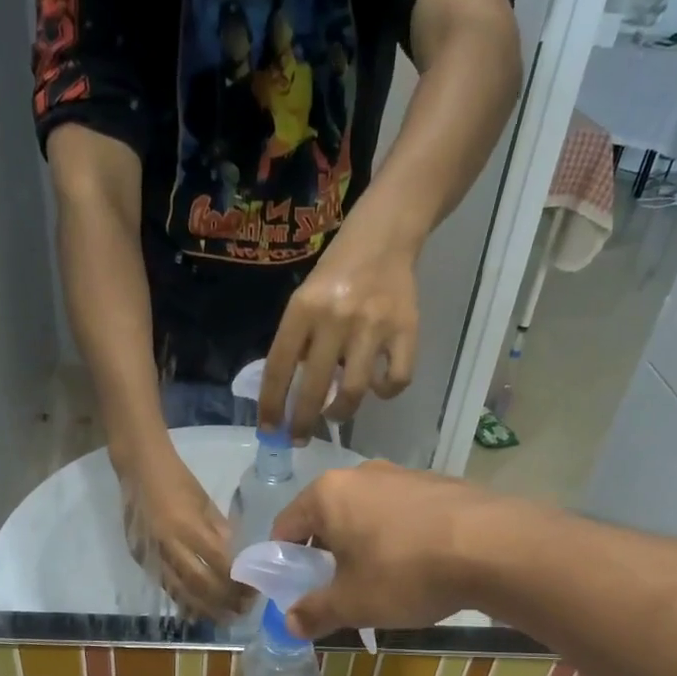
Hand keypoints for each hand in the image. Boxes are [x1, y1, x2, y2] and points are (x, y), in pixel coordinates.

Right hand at [121, 446, 242, 619]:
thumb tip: (234, 558)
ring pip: (179, 590)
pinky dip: (181, 600)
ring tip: (223, 618)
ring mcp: (151, 553)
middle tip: (242, 611)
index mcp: (187, 526)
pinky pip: (164, 585)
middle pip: (199, 583)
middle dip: (223, 600)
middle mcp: (168, 544)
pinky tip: (196, 611)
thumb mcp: (205, 502)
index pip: (218, 562)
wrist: (138, 468)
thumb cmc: (178, 480)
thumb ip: (219, 531)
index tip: (252, 591)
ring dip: (203, 608)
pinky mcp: (140, 558)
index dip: (236, 581)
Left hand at [260, 225, 418, 439]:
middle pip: (313, 388)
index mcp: (303, 309)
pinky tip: (377, 387)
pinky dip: (386, 392)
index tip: (269, 429)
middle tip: (299, 437)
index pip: (278, 367)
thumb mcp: (304, 298)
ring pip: (353, 391)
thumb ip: (298, 341)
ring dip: (341, 412)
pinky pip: (396, 379)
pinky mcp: (406, 330)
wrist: (384, 239)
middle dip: (302, 421)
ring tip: (336, 413)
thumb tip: (290, 393)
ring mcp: (373, 326)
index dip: (271, 404)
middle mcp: (336, 318)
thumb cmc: (336, 273)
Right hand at [271, 462, 507, 635]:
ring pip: (366, 514)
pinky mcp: (438, 484)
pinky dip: (397, 537)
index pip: (286, 526)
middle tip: (337, 591)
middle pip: (327, 517)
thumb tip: (289, 624)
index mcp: (328, 494)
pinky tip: (418, 565)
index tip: (293, 589)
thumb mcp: (353, 603)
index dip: (283, 561)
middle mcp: (361, 474)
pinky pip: (401, 513)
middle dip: (325, 554)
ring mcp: (403, 475)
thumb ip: (315, 612)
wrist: (493, 547)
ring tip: (381, 581)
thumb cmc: (405, 572)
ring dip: (362, 545)